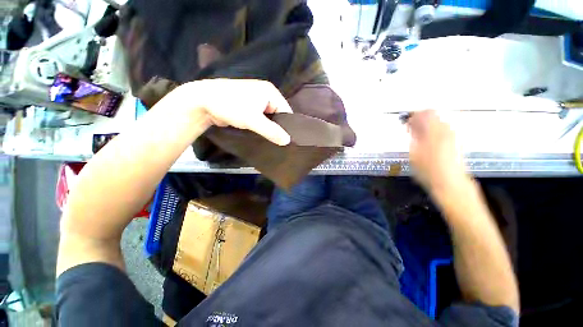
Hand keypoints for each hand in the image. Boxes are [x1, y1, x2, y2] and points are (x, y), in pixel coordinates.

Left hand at [176, 79, 291, 145]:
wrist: (203, 101)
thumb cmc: (230, 106)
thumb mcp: (253, 120)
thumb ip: (271, 131)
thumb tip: (288, 141)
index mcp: (271, 92)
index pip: (286, 111)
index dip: (289, 126)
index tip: (288, 141)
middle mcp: (266, 94)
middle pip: (278, 115)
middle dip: (278, 128)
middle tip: (281, 143)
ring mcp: (257, 101)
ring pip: (269, 118)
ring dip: (269, 129)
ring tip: (273, 142)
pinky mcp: (249, 107)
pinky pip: (261, 119)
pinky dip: (262, 127)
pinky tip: (263, 137)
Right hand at [407, 110, 467, 193]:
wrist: (450, 183)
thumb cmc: (428, 169)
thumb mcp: (414, 153)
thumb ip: (413, 136)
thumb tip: (411, 126)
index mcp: (435, 130)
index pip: (425, 114)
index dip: (414, 115)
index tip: (406, 121)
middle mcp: (446, 130)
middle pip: (434, 116)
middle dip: (420, 119)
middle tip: (410, 127)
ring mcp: (453, 136)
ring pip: (439, 122)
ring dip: (427, 125)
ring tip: (417, 135)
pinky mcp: (456, 142)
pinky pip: (443, 130)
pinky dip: (434, 131)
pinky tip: (427, 141)